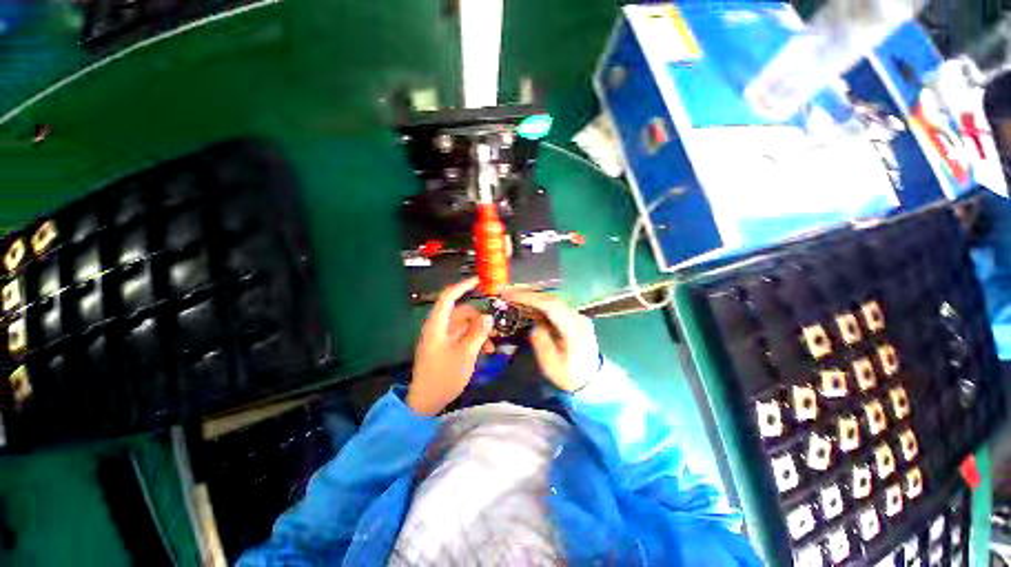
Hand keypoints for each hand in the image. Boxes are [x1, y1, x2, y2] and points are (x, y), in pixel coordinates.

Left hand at [408, 278, 492, 415]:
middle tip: (496, 326)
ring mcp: (441, 338)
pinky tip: (485, 351)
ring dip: (478, 331)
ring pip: (464, 326)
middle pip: (461, 312)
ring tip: (492, 345)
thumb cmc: (443, 376)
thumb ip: (477, 333)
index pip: (449, 297)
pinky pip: (462, 337)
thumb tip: (488, 316)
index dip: (463, 286)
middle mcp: (438, 327)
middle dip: (479, 318)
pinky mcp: (445, 348)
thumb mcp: (465, 354)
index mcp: (437, 325)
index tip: (479, 280)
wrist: (425, 403)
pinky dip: (473, 340)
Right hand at [499, 288, 598, 391]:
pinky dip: (537, 303)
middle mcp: (577, 316)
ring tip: (510, 295)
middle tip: (505, 291)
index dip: (528, 298)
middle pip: (550, 298)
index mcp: (574, 328)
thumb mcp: (551, 364)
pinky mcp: (571, 318)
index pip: (550, 305)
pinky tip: (524, 304)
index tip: (509, 295)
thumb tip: (533, 323)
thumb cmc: (570, 375)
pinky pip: (552, 306)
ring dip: (530, 296)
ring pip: (550, 300)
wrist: (591, 381)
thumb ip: (541, 340)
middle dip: (526, 293)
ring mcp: (576, 315)